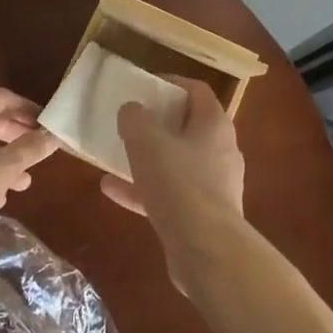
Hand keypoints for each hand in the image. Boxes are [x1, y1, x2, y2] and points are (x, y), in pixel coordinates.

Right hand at [100, 78, 245, 286]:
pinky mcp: (203, 215)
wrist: (206, 249)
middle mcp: (221, 150)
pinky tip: (112, 191)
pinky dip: (144, 190)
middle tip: (131, 121)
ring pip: (178, 163)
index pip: (197, 90)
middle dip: (158, 123)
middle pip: (189, 127)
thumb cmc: (179, 183)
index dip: (171, 83)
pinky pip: (171, 194)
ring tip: (116, 156)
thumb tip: (132, 109)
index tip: (145, 86)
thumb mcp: (146, 142)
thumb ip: (135, 119)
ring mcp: (214, 185)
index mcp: (214, 124)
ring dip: (148, 159)